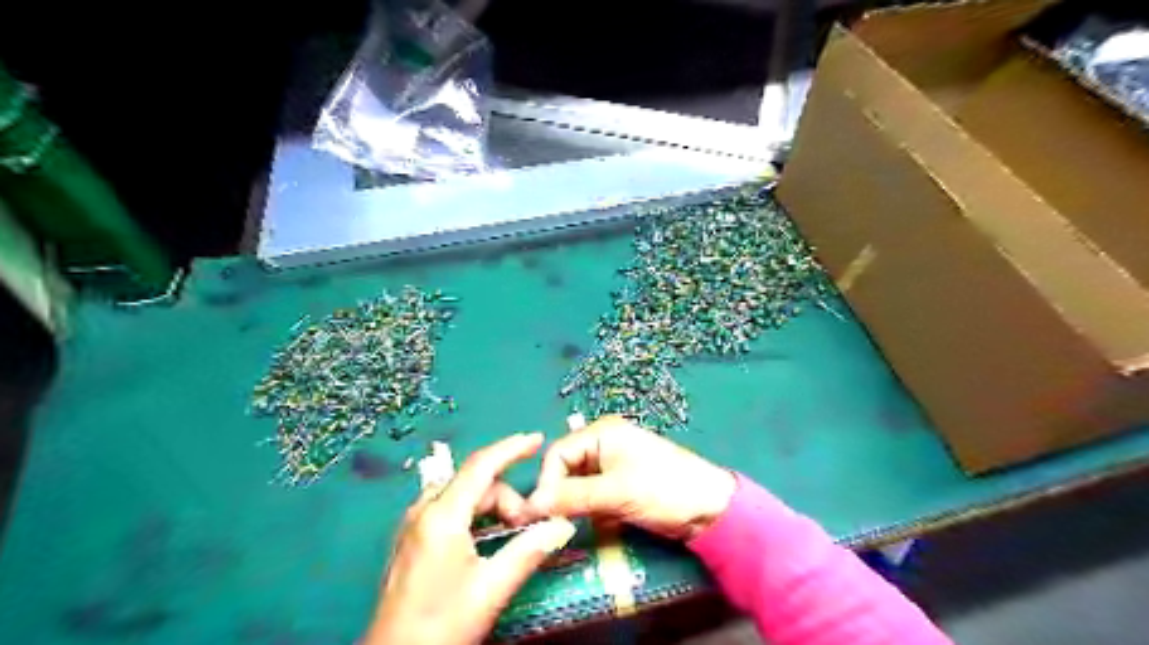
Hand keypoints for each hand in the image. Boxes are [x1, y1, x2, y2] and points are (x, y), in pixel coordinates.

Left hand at [366, 433, 578, 644]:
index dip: (512, 448)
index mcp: (442, 516)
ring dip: (491, 507)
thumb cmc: (441, 624)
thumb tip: (561, 525)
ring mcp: (414, 523)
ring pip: (463, 495)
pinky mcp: (412, 538)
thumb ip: (528, 551)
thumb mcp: (490, 589)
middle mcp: (424, 510)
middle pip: (475, 484)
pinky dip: (475, 515)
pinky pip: (451, 509)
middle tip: (529, 526)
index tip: (538, 439)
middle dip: (507, 497)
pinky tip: (487, 537)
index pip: (482, 466)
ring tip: (511, 533)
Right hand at [528, 416, 734, 541]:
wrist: (710, 509)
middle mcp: (603, 443)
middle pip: (565, 468)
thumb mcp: (615, 492)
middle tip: (551, 524)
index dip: (546, 482)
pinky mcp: (620, 484)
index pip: (557, 453)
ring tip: (568, 526)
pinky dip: (588, 509)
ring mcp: (612, 464)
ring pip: (577, 484)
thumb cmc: (663, 489)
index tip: (541, 514)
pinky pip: (592, 494)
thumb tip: (531, 506)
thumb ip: (572, 497)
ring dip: (573, 504)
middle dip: (558, 494)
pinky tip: (590, 524)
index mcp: (601, 432)